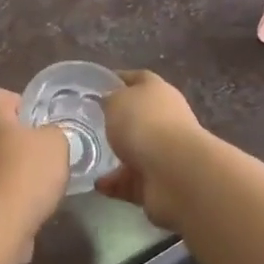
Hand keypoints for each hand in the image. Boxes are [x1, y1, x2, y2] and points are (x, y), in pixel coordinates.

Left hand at [0, 89, 70, 233]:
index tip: (39, 120)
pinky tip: (24, 205)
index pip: (0, 96)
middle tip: (40, 152)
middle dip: (14, 138)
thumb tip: (48, 135)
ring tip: (35, 183)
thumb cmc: (28, 172)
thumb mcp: (56, 143)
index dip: (20, 103)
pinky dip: (4, 193)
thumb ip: (53, 133)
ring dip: (8, 167)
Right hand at [96, 70, 206, 228]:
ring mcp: (166, 152)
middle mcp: (167, 119)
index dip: (119, 80)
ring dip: (116, 156)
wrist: (173, 173)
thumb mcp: (116, 100)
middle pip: (140, 116)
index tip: (97, 86)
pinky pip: (133, 180)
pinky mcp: (161, 181)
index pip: (139, 79)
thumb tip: (109, 101)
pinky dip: (117, 183)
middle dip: (118, 122)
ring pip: (137, 151)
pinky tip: (99, 184)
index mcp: (158, 91)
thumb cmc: (143, 124)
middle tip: (90, 125)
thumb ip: (110, 99)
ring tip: (89, 158)